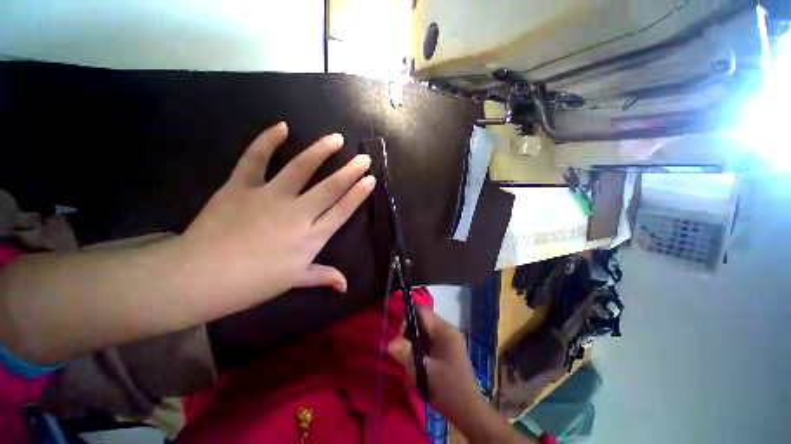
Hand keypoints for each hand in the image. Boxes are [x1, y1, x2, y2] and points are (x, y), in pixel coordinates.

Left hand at [181, 122, 374, 311]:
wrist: (200, 277)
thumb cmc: (253, 283)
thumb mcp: (294, 281)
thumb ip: (323, 277)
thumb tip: (345, 286)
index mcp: (311, 237)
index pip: (342, 210)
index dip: (358, 194)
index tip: (370, 179)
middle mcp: (297, 213)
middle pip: (330, 188)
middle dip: (350, 171)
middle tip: (364, 158)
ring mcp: (270, 196)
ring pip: (301, 169)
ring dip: (321, 151)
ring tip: (336, 138)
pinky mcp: (241, 186)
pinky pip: (256, 159)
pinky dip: (267, 141)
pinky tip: (282, 127)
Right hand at [388, 306, 483, 419]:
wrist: (469, 410)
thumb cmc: (447, 388)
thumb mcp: (423, 371)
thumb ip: (406, 354)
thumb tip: (391, 342)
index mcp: (444, 329)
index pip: (422, 311)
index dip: (408, 319)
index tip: (402, 338)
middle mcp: (448, 329)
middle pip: (423, 320)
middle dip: (411, 333)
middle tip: (406, 352)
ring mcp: (451, 339)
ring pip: (426, 331)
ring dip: (416, 342)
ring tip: (414, 360)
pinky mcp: (450, 348)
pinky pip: (432, 340)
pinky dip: (423, 347)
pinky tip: (422, 363)